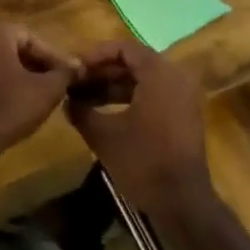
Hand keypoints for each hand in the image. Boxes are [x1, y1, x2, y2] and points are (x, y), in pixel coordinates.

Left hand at [0, 19, 79, 154]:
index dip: (54, 59)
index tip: (68, 78)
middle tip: (56, 86)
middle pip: (16, 49)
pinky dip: (4, 86)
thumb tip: (78, 65)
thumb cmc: (10, 106)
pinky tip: (18, 105)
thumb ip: (65, 73)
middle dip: (38, 67)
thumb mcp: (47, 90)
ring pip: (2, 64)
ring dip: (22, 77)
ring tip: (41, 98)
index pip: (34, 39)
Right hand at [65, 41, 211, 210]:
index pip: (124, 48)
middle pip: (133, 63)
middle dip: (101, 72)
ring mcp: (183, 97)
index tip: (73, 67)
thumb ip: (81, 111)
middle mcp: (176, 78)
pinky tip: (102, 114)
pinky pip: (152, 95)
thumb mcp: (103, 134)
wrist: (182, 201)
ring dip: (111, 87)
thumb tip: (67, 100)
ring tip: (81, 100)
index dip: (95, 55)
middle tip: (74, 83)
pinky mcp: (183, 116)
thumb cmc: (143, 161)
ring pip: (141, 81)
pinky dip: (128, 99)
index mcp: (160, 74)